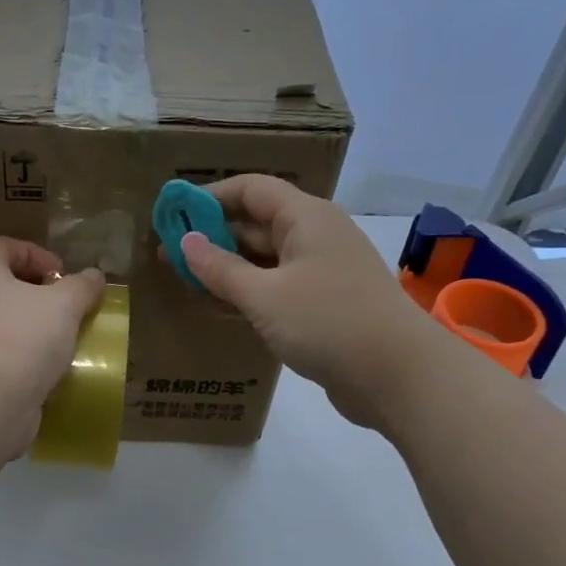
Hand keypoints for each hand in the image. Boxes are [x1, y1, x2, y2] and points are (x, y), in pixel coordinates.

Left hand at [0, 237, 105, 461]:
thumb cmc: (21, 340)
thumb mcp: (63, 305)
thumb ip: (81, 287)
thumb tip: (93, 275)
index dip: (31, 251)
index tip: (60, 273)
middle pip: (1, 288)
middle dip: (37, 296)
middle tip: (68, 309)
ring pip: (4, 327)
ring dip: (34, 332)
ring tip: (66, 344)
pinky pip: (4, 361)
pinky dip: (27, 364)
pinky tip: (52, 375)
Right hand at [175, 175, 445, 433]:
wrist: (398, 376)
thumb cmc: (327, 322)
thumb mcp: (264, 295)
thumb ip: (220, 268)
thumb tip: (185, 242)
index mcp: (305, 217)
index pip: (251, 189)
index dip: (209, 196)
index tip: (172, 212)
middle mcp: (314, 236)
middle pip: (255, 223)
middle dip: (211, 236)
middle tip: (167, 254)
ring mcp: (319, 272)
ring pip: (263, 259)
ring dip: (225, 268)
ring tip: (183, 280)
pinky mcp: (322, 305)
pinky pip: (275, 288)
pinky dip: (246, 293)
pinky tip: (215, 307)